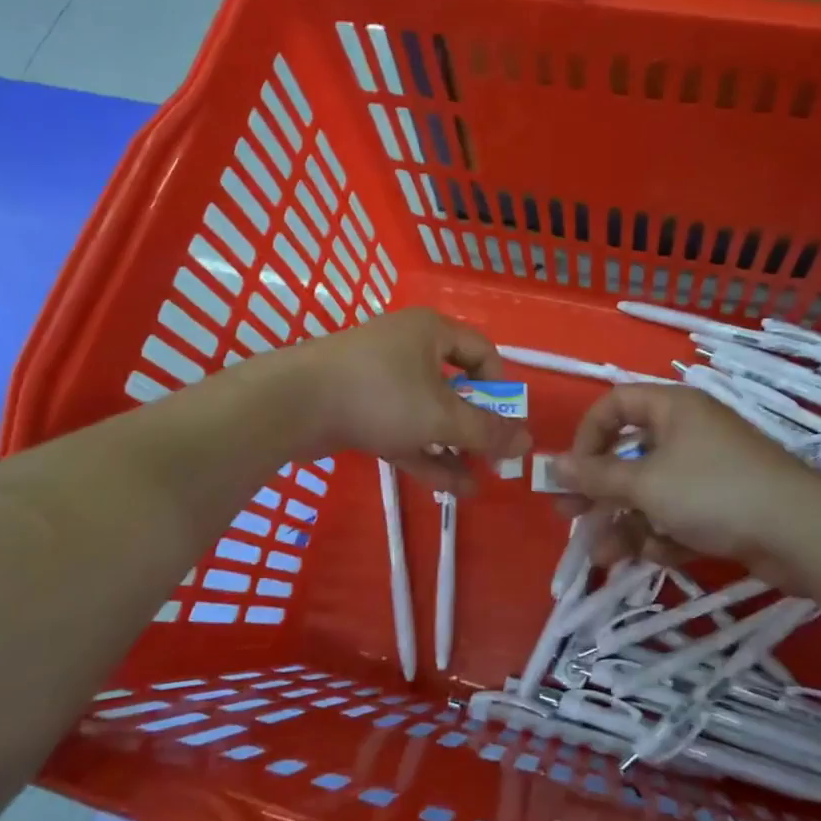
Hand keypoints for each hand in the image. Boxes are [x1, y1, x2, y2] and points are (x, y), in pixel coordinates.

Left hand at [291, 308, 529, 493]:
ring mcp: (381, 380)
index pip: (482, 352)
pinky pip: (403, 428)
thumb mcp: (442, 416)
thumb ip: (487, 431)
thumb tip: (527, 442)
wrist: (292, 404)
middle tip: (495, 461)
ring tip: (477, 486)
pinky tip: (450, 488)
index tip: (506, 424)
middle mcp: (408, 349)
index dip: (500, 389)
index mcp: (431, 332)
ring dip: (453, 448)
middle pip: (456, 387)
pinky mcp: (360, 408)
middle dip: (476, 428)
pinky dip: (425, 454)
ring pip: (428, 414)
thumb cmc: (380, 395)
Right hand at [552, 384, 811, 568]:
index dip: (588, 434)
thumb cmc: (712, 491)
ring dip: (625, 522)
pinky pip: (678, 513)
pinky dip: (662, 534)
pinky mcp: (722, 506)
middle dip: (599, 490)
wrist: (800, 533)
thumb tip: (552, 464)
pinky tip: (653, 556)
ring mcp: (706, 471)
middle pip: (629, 454)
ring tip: (603, 556)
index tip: (573, 470)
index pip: (615, 404)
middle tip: (569, 516)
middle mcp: (687, 433)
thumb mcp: (645, 483)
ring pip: (651, 492)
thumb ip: (596, 476)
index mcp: (672, 408)